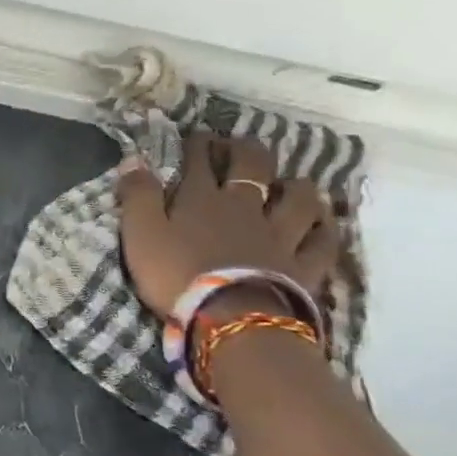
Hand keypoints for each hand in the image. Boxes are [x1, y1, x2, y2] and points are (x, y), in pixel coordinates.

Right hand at [117, 133, 339, 316]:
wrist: (230, 319)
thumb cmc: (176, 274)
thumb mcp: (140, 234)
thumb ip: (137, 195)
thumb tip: (132, 159)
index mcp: (201, 199)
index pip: (199, 161)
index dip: (197, 144)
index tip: (195, 136)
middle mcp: (245, 207)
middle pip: (253, 167)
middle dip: (245, 151)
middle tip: (238, 148)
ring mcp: (280, 235)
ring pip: (298, 199)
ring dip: (294, 186)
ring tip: (289, 184)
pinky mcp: (304, 266)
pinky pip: (322, 242)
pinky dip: (324, 229)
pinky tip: (322, 223)